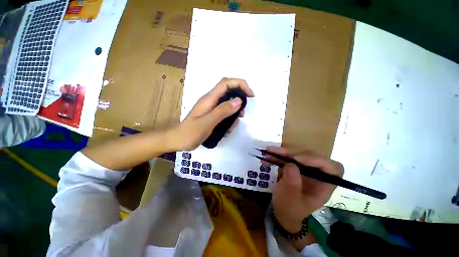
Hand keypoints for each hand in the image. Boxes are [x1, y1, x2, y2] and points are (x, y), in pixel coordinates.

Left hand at [168, 78, 253, 150]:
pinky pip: (224, 112)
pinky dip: (230, 117)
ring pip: (227, 102)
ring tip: (236, 122)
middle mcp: (211, 100)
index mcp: (209, 99)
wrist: (177, 140)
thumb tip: (239, 100)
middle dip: (239, 99)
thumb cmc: (190, 132)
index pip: (226, 83)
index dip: (240, 84)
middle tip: (243, 113)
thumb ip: (222, 111)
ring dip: (235, 110)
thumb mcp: (207, 122)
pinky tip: (229, 126)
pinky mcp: (211, 114)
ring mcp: (211, 107)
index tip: (250, 95)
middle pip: (228, 91)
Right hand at [269, 147, 343, 232]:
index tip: (298, 159)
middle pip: (311, 157)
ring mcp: (305, 170)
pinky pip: (287, 157)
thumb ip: (292, 184)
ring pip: (297, 155)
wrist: (281, 211)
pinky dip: (276, 156)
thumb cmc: (289, 209)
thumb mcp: (290, 200)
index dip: (318, 160)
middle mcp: (316, 175)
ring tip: (268, 151)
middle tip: (277, 153)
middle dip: (293, 153)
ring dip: (282, 152)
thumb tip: (291, 165)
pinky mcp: (294, 167)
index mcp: (323, 186)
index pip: (333, 168)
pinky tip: (266, 157)